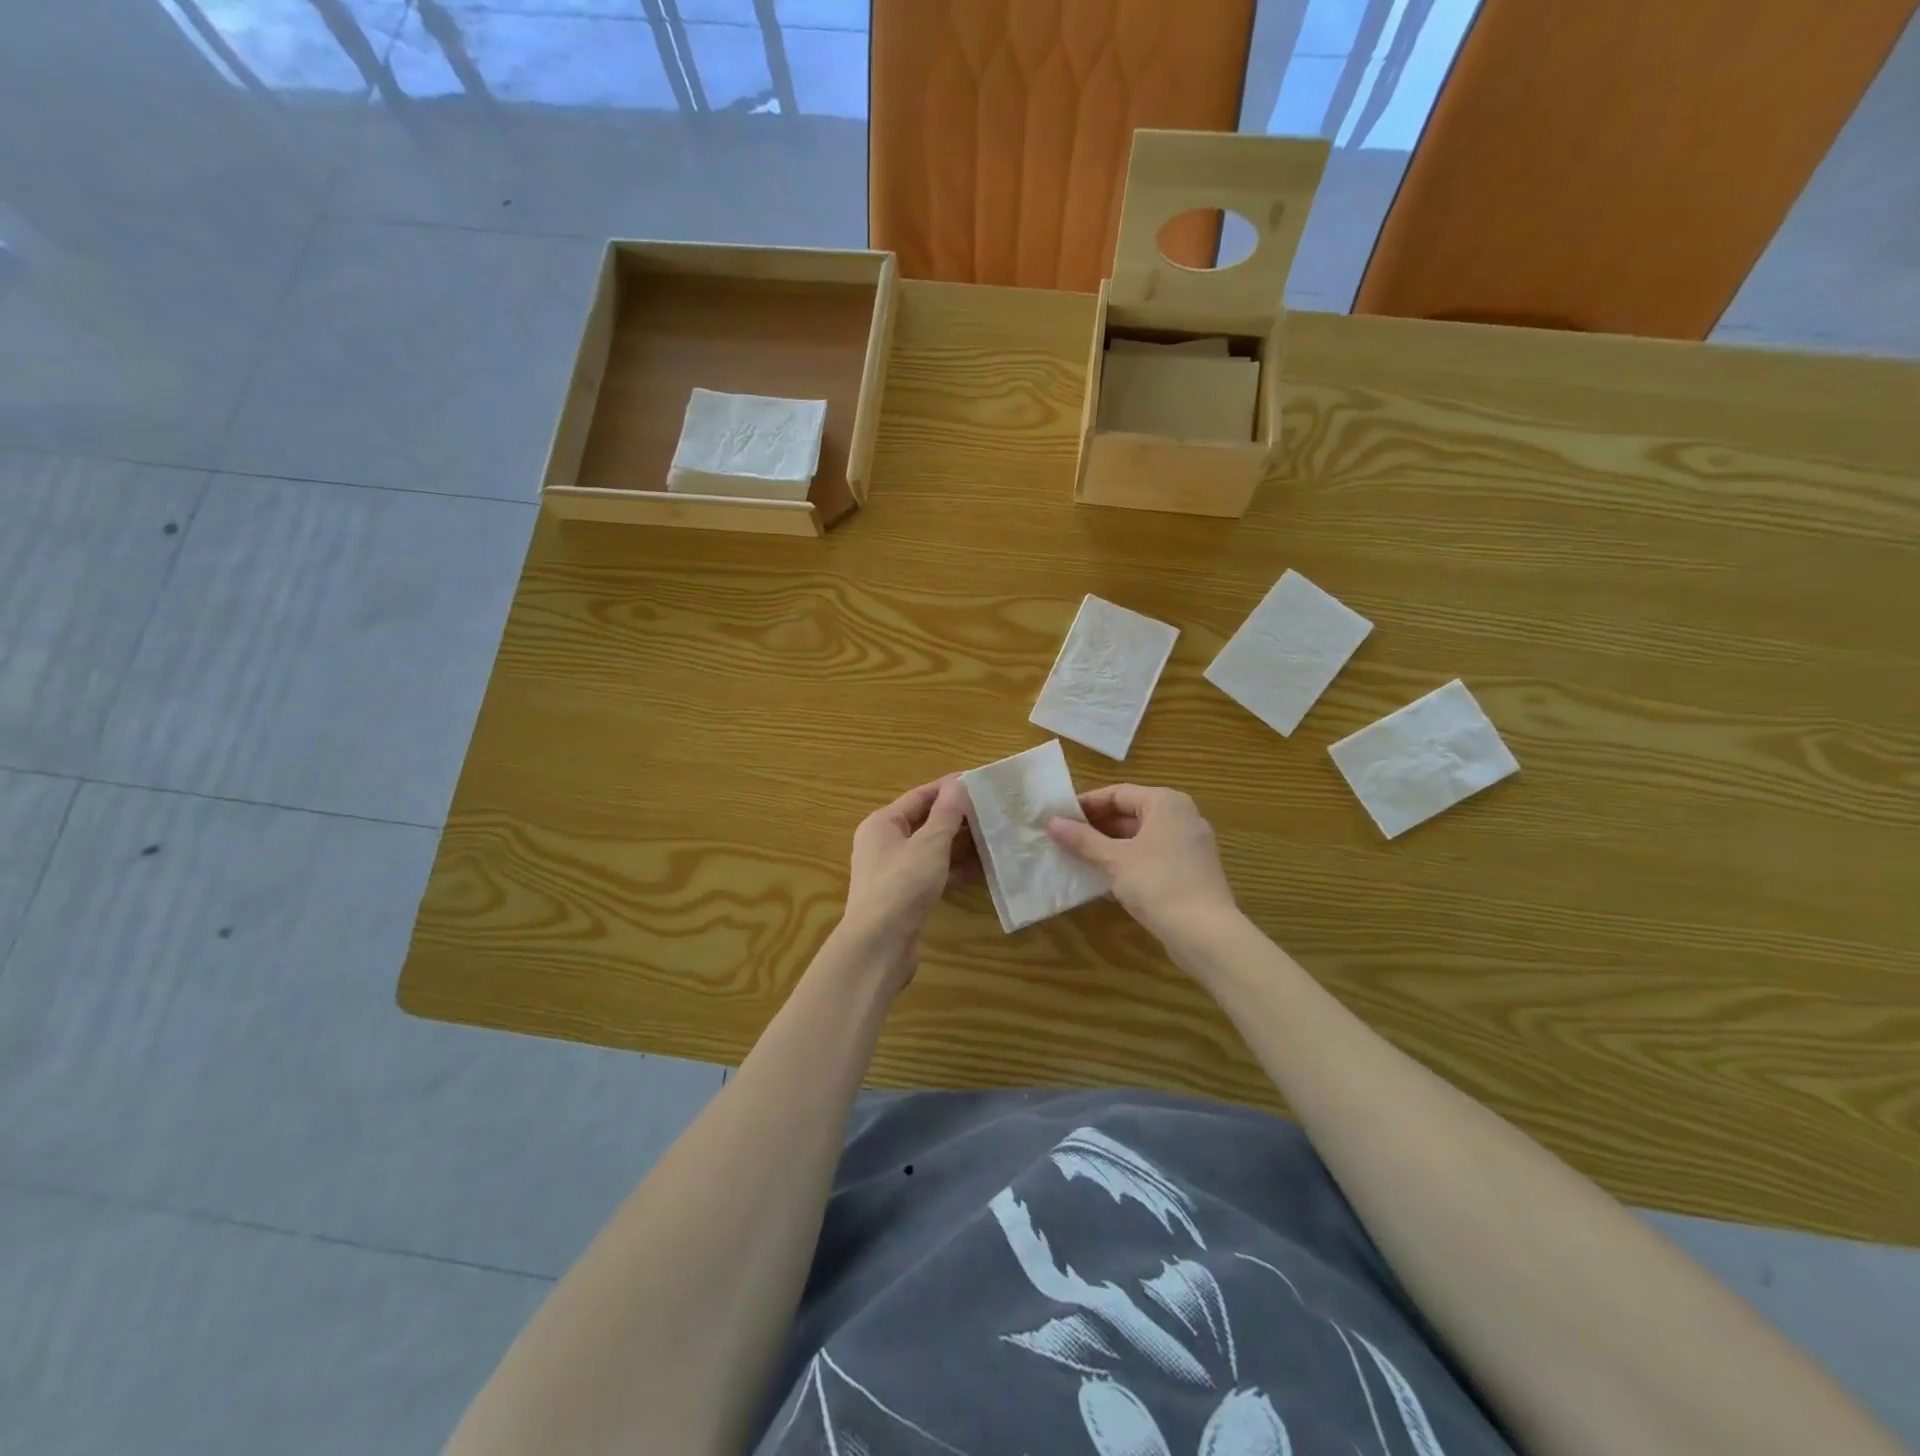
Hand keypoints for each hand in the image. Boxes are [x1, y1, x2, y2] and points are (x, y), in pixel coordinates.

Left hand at [839, 777, 976, 986]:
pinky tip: (982, 868)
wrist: (879, 945)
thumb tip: (958, 784)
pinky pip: (933, 872)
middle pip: (925, 821)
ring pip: (931, 849)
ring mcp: (893, 871)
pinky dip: (954, 869)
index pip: (920, 795)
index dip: (949, 788)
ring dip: (959, 844)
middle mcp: (884, 843)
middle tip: (992, 811)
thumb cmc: (902, 885)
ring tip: (993, 836)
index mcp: (883, 823)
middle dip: (957, 817)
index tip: (980, 783)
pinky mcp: (904, 896)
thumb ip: (946, 814)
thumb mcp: (929, 844)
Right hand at [1047, 785, 1239, 946]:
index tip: (1059, 818)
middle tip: (1065, 838)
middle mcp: (1182, 815)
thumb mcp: (1114, 860)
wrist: (1206, 933)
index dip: (1086, 805)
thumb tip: (1052, 823)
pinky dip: (1130, 860)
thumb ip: (1083, 839)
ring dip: (1111, 845)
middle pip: (1131, 812)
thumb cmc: (1158, 884)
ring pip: (1142, 836)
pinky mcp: (1192, 869)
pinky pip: (1154, 854)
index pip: (1117, 793)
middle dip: (1097, 826)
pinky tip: (1107, 876)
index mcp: (1166, 802)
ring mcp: (1190, 843)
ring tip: (1079, 857)